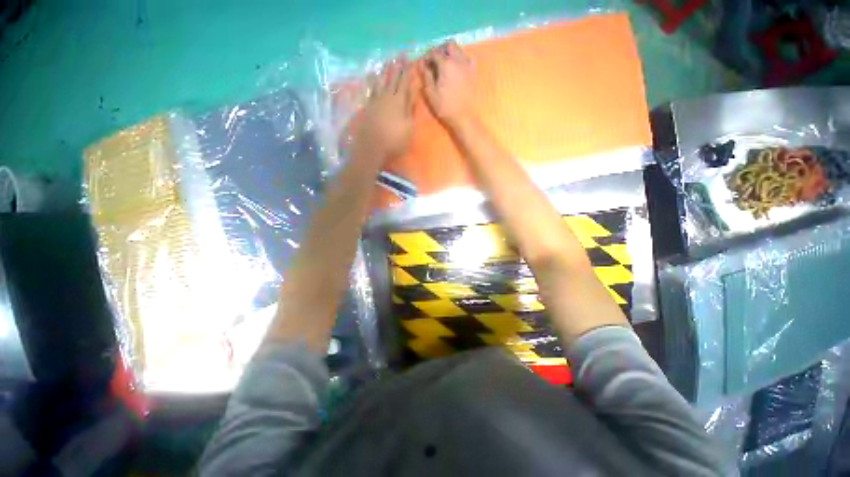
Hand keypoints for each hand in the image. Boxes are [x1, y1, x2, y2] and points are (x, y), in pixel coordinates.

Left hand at [351, 57, 414, 161]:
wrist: (372, 148)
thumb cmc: (395, 141)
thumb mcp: (409, 127)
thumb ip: (410, 109)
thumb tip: (413, 93)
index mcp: (399, 102)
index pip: (404, 83)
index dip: (407, 71)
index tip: (410, 60)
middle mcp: (386, 97)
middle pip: (392, 79)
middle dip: (396, 67)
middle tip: (399, 55)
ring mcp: (375, 101)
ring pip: (380, 81)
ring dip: (384, 71)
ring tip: (387, 62)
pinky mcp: (367, 107)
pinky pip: (370, 89)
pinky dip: (372, 81)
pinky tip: (372, 76)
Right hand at [421, 40, 474, 127]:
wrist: (463, 116)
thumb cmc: (445, 107)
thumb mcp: (431, 93)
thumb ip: (426, 76)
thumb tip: (421, 64)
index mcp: (446, 64)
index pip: (434, 52)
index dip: (427, 56)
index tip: (423, 63)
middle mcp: (458, 60)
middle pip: (449, 45)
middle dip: (440, 49)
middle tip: (434, 60)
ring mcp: (467, 65)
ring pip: (459, 50)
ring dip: (450, 53)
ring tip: (444, 65)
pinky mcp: (473, 72)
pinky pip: (467, 58)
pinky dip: (460, 59)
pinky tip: (456, 69)